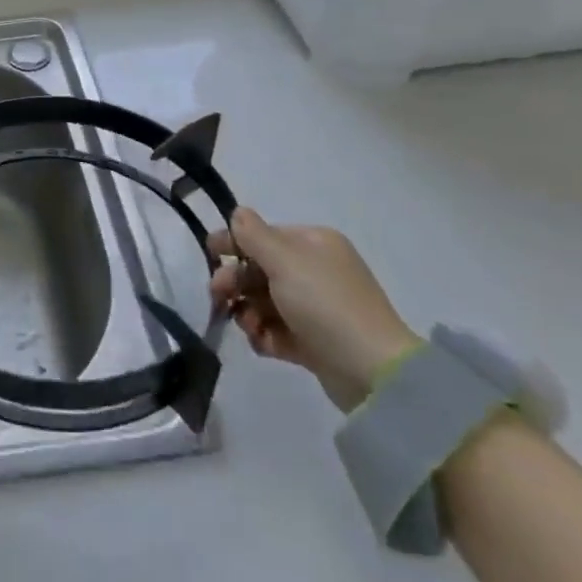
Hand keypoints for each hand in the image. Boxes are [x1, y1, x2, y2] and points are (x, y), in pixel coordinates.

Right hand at [208, 208, 418, 410]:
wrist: (372, 370)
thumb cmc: (324, 303)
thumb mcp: (284, 261)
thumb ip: (254, 235)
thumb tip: (238, 212)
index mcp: (313, 244)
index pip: (264, 235)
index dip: (235, 243)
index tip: (209, 254)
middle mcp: (315, 271)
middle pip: (260, 269)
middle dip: (235, 281)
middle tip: (218, 296)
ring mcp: (315, 307)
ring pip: (264, 301)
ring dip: (248, 312)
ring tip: (249, 327)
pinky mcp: (314, 340)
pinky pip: (276, 330)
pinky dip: (265, 335)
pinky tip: (263, 343)